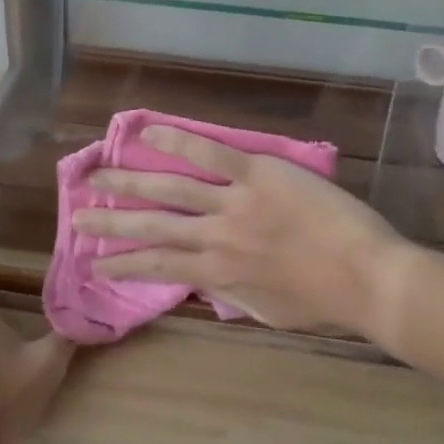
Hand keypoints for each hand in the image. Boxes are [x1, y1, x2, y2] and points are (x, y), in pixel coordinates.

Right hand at [75, 124, 414, 337]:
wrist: (368, 277)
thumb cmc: (323, 300)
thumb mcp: (267, 311)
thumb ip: (230, 294)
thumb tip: (202, 283)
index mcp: (218, 272)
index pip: (158, 266)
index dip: (122, 264)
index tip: (94, 262)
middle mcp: (214, 237)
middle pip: (151, 226)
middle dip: (109, 221)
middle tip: (75, 213)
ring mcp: (232, 202)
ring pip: (169, 189)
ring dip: (128, 183)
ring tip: (96, 175)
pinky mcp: (255, 173)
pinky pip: (209, 153)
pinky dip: (176, 142)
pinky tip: (147, 132)